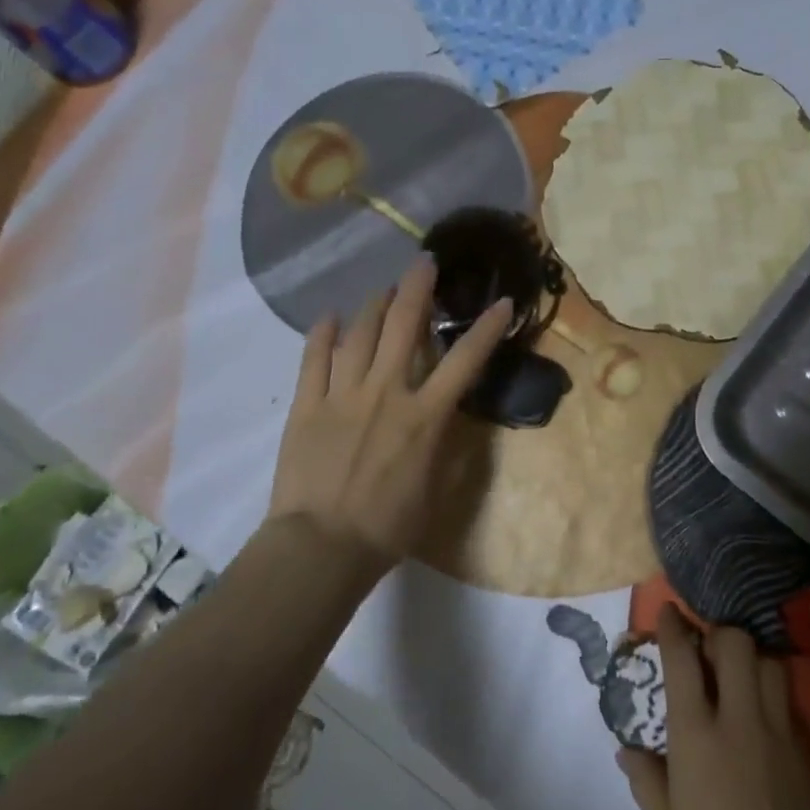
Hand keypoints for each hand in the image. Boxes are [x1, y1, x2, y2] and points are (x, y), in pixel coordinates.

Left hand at [267, 257, 512, 565]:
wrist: (321, 547)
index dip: (487, 328)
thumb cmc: (389, 526)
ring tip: (384, 290)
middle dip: (418, 288)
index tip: (502, 303)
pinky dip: (323, 333)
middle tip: (425, 262)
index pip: (465, 361)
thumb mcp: (439, 491)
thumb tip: (456, 416)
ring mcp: (342, 394)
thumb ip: (451, 448)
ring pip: (360, 333)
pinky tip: (330, 318)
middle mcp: (386, 392)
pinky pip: (313, 358)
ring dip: (375, 304)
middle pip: (404, 325)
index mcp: (425, 415)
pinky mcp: (307, 405)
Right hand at [618, 606, 809, 809]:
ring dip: (753, 660)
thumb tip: (627, 751)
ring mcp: (778, 734)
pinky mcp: (806, 755)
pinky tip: (764, 719)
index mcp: (695, 734)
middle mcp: (738, 720)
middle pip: (736, 643)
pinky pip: (789, 704)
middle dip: (720, 634)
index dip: (673, 626)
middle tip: (709, 651)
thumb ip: (647, 779)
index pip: (683, 658)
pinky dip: (774, 697)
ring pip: (771, 664)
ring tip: (740, 678)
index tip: (668, 611)